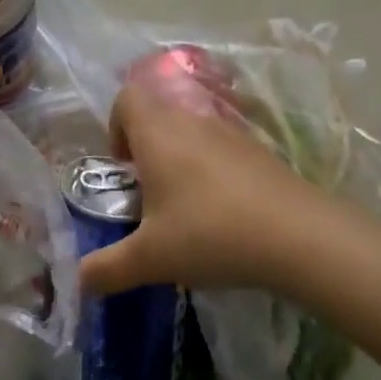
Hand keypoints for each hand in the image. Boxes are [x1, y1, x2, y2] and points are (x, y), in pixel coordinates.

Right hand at [78, 80, 312, 296]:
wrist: (300, 237)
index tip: (123, 167)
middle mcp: (191, 121)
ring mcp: (230, 133)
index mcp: (157, 133)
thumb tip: (80, 281)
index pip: (127, 98)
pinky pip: (222, 149)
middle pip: (158, 114)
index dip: (115, 125)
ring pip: (191, 132)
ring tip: (185, 209)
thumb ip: (108, 268)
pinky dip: (212, 171)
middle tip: (149, 195)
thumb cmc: (210, 234)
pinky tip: (223, 214)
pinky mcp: (260, 151)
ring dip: (180, 160)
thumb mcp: (150, 259)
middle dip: (146, 149)